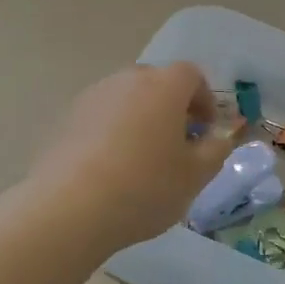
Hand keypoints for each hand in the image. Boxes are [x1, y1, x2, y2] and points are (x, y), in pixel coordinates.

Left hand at [27, 63, 233, 253]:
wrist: (70, 208)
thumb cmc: (146, 187)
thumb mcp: (196, 175)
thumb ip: (216, 150)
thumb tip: (219, 137)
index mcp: (164, 86)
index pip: (192, 75)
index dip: (205, 100)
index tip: (206, 130)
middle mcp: (126, 80)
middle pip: (157, 84)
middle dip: (172, 108)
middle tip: (178, 145)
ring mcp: (92, 97)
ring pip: (126, 100)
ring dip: (141, 120)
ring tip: (143, 160)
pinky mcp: (65, 119)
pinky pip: (101, 118)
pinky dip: (113, 133)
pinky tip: (112, 169)